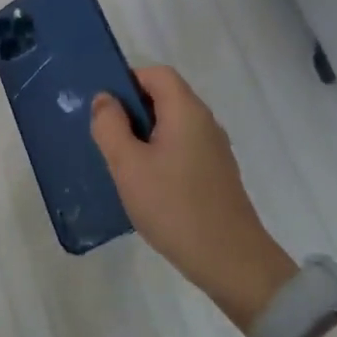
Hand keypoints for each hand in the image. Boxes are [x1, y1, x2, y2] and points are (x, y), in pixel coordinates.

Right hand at [91, 67, 297, 331]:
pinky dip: (160, 153)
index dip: (127, 80)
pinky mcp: (216, 174)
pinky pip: (182, 147)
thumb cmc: (175, 207)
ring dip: (144, 134)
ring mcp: (214, 149)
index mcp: (186, 111)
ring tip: (121, 162)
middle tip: (106, 136)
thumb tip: (105, 99)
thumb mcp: (128, 165)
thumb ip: (110, 126)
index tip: (104, 108)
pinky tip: (146, 184)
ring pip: (172, 124)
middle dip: (132, 110)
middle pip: (164, 97)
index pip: (156, 73)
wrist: (232, 263)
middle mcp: (205, 122)